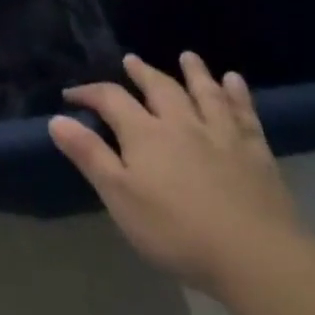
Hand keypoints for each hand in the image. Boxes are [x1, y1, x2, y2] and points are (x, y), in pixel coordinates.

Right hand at [51, 52, 305, 295]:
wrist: (257, 257)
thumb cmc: (178, 231)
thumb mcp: (120, 197)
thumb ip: (89, 155)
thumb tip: (57, 118)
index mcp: (144, 133)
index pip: (111, 99)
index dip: (89, 93)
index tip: (71, 96)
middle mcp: (180, 123)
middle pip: (159, 88)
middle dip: (143, 73)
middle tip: (132, 60)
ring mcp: (221, 136)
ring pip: (204, 94)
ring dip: (195, 73)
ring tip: (188, 57)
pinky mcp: (256, 154)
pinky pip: (246, 115)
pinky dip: (239, 96)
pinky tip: (235, 82)